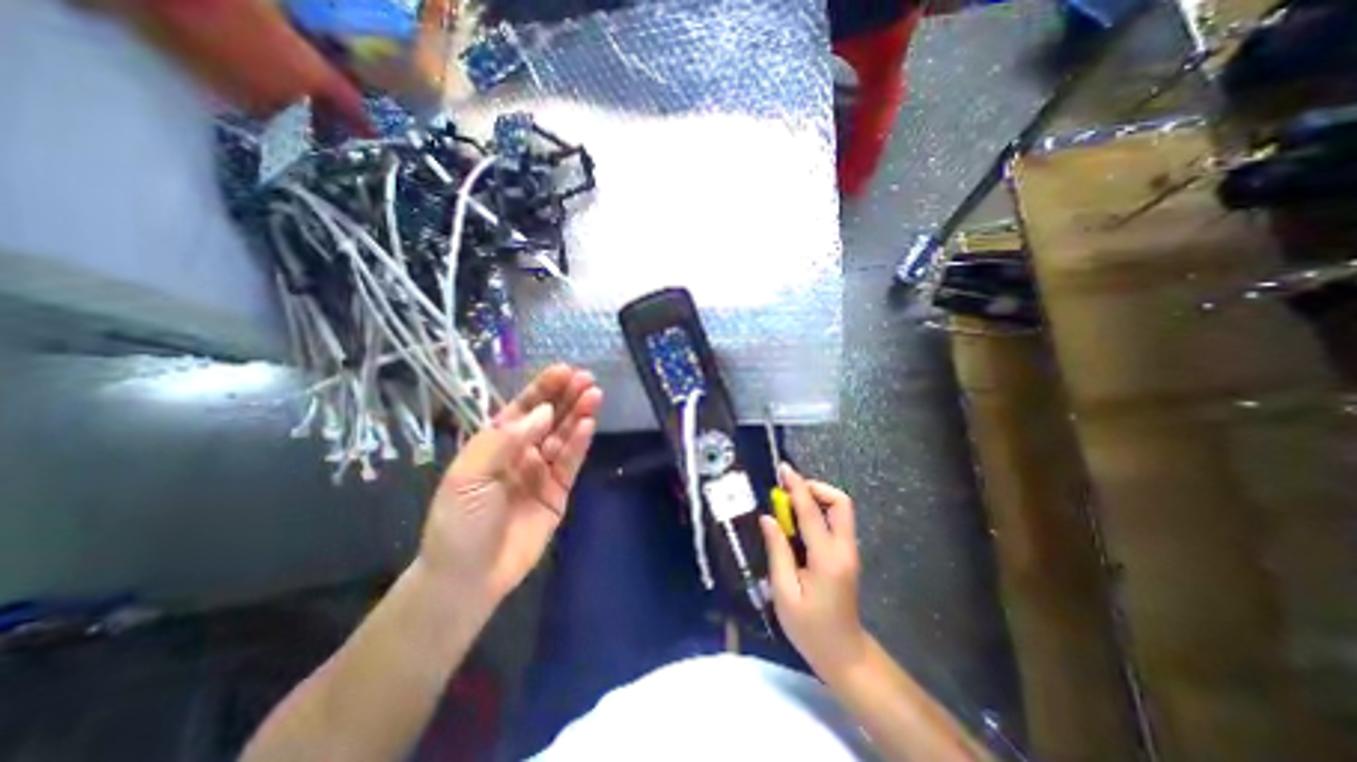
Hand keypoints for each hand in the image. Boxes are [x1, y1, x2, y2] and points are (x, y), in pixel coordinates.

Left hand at [419, 366, 598, 609]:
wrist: (469, 577)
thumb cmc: (460, 521)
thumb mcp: (470, 474)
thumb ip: (506, 440)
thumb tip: (543, 412)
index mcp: (496, 443)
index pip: (523, 407)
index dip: (543, 388)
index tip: (564, 370)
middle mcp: (522, 451)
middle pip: (549, 417)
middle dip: (566, 397)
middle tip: (586, 379)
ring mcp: (542, 470)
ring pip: (564, 436)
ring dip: (578, 415)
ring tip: (594, 395)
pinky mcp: (559, 491)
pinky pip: (571, 462)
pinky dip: (580, 443)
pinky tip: (589, 424)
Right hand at [759, 465, 861, 678]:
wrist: (844, 655)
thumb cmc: (809, 628)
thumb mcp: (784, 593)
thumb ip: (777, 551)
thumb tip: (768, 518)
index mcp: (827, 558)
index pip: (812, 512)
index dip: (797, 487)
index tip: (784, 470)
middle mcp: (844, 549)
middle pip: (840, 502)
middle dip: (815, 488)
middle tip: (789, 491)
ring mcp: (849, 551)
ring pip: (840, 509)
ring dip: (816, 498)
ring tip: (789, 504)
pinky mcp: (847, 554)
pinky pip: (836, 520)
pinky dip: (818, 511)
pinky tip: (799, 520)